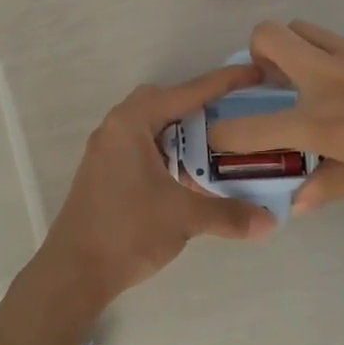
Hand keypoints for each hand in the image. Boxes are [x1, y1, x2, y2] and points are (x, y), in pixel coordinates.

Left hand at [28, 63, 278, 323]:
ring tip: (216, 140)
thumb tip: (270, 222)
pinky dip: (168, 149)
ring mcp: (107, 150)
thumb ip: (229, 214)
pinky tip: (188, 170)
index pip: (186, 93)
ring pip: (152, 124)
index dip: (224, 83)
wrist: (74, 271)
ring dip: (182, 129)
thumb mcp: (183, 218)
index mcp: (132, 123)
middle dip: (199, 103)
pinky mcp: (105, 171)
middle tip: (232, 112)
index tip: (255, 73)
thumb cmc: (127, 231)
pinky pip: (142, 145)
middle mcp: (116, 127)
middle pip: (165, 102)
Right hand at [207, 21, 343, 216]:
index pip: (253, 125)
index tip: (218, 136)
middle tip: (276, 80)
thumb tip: (299, 198)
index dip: (225, 134)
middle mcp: (334, 76)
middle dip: (258, 54)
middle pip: (268, 35)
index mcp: (326, 122)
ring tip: (324, 79)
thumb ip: (332, 183)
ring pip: (308, 29)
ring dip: (300, 49)